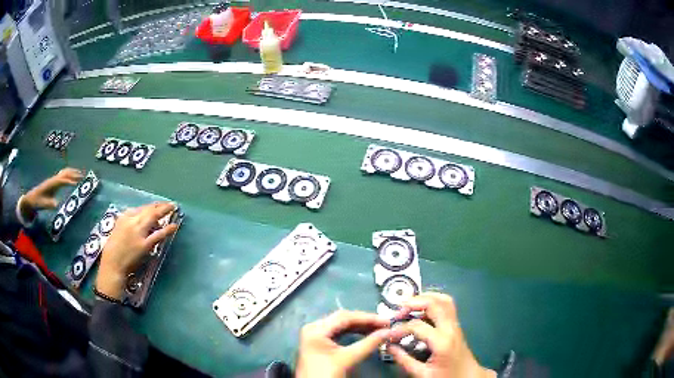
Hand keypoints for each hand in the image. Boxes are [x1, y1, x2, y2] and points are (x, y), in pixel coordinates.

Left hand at [21, 168, 82, 215]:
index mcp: (51, 184)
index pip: (62, 180)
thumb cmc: (37, 202)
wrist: (31, 198)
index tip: (77, 183)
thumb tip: (57, 204)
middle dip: (74, 174)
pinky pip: (63, 175)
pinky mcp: (53, 182)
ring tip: (80, 174)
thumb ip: (50, 204)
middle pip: (65, 173)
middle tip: (83, 176)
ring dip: (72, 172)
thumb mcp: (43, 204)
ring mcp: (53, 179)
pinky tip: (72, 176)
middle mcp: (53, 179)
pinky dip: (69, 173)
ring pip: (64, 172)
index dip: (70, 181)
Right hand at [96, 202, 177, 298]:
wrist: (112, 265)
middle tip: (169, 204)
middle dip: (159, 205)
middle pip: (147, 210)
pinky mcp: (144, 245)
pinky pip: (158, 235)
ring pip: (153, 217)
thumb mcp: (117, 231)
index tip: (156, 206)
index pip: (139, 209)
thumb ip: (127, 225)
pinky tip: (174, 226)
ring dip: (164, 211)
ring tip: (173, 208)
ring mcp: (138, 233)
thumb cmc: (112, 251)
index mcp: (123, 218)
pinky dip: (167, 229)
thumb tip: (138, 223)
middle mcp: (131, 222)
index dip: (150, 207)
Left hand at [296, 310, 391, 377]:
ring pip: (341, 326)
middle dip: (365, 321)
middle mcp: (314, 328)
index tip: (386, 321)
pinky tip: (366, 334)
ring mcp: (315, 335)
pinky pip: (338, 333)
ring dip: (360, 327)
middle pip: (343, 319)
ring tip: (379, 329)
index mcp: (316, 329)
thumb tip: (389, 332)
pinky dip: (353, 333)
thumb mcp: (349, 358)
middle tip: (385, 324)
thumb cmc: (327, 374)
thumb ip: (369, 343)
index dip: (368, 318)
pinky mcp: (319, 343)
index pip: (345, 317)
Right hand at [388, 293, 495, 377]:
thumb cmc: (447, 376)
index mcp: (442, 342)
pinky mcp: (456, 325)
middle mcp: (451, 328)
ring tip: (409, 304)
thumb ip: (404, 360)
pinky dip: (433, 301)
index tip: (389, 335)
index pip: (417, 326)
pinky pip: (447, 306)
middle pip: (434, 304)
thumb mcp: (423, 374)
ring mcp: (456, 325)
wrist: (468, 377)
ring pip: (444, 300)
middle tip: (398, 310)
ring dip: (425, 298)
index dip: (399, 329)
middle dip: (413, 303)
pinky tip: (421, 309)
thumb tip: (389, 346)